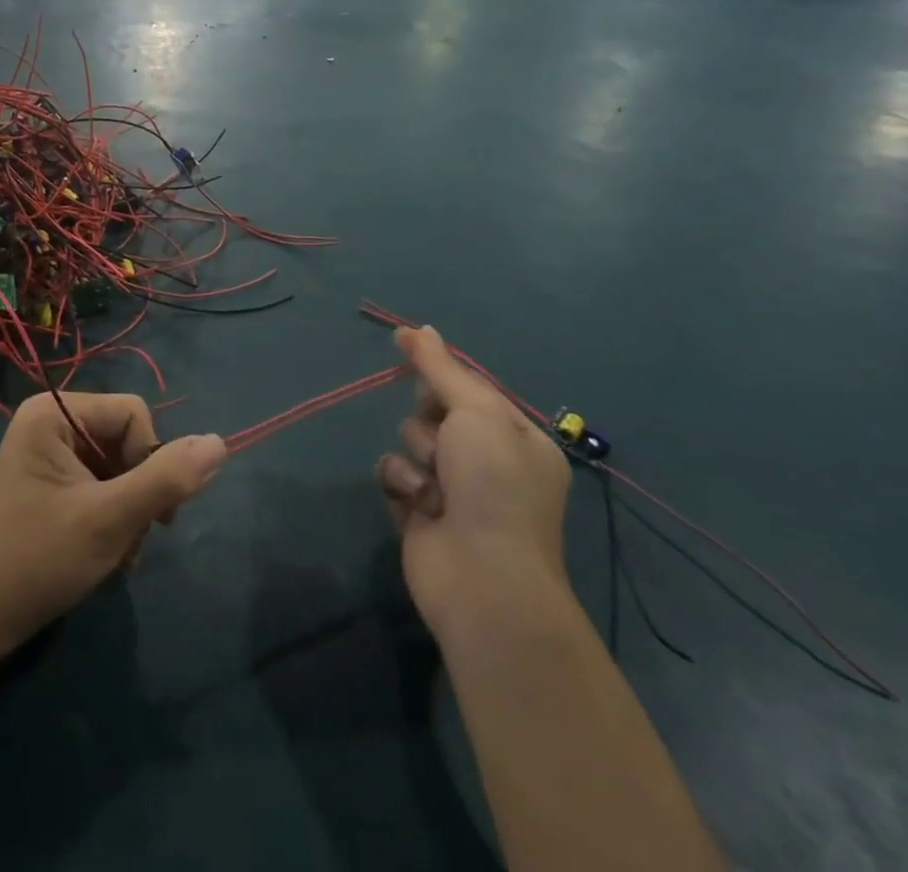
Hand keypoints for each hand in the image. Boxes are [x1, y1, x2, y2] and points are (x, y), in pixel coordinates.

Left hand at [0, 393, 225, 657]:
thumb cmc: (36, 561)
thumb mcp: (110, 520)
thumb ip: (166, 479)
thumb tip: (220, 443)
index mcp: (54, 413)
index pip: (133, 413)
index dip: (151, 459)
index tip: (152, 514)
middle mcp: (49, 422)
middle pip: (126, 439)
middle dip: (140, 490)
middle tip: (134, 540)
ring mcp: (47, 454)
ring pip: (118, 465)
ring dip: (130, 509)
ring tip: (121, 553)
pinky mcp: (49, 483)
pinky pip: (100, 483)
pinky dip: (114, 516)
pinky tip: (110, 553)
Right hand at [378, 327, 572, 642]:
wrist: (482, 580)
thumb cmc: (493, 486)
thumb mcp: (476, 412)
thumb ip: (441, 368)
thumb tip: (419, 327)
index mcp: (515, 437)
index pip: (469, 386)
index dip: (439, 369)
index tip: (405, 345)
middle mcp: (486, 461)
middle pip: (433, 411)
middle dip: (430, 421)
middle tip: (444, 438)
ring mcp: (452, 488)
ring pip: (409, 440)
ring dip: (417, 457)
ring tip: (436, 488)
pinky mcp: (418, 511)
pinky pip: (393, 473)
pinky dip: (402, 484)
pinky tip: (419, 506)